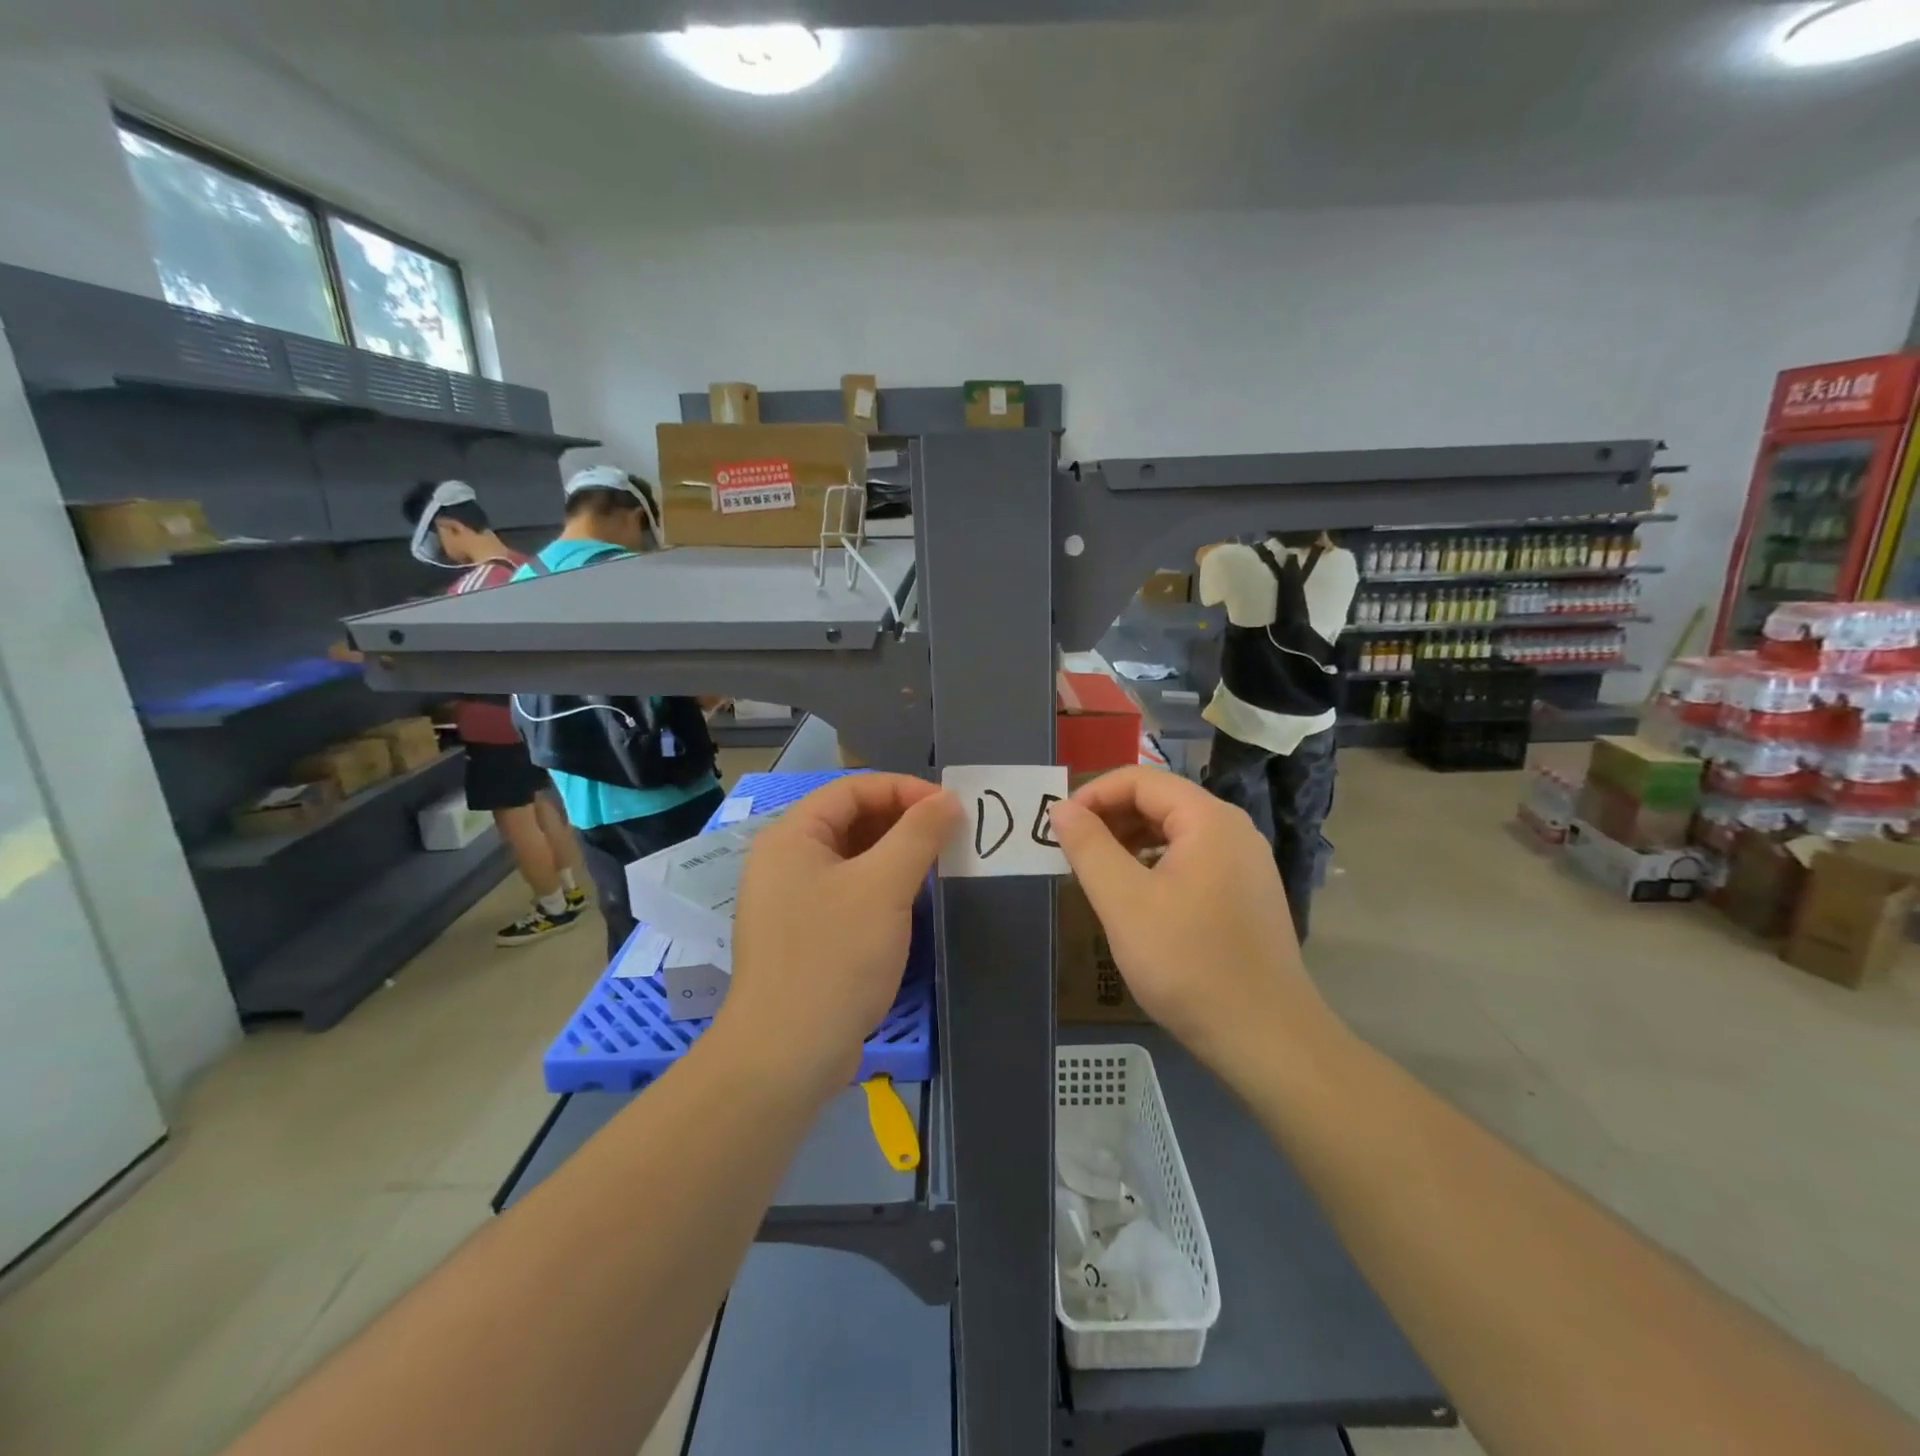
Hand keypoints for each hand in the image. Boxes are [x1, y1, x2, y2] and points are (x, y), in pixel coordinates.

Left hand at [721, 774, 959, 1097]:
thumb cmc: (834, 957)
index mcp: (791, 836)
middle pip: (850, 821)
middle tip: (949, 836)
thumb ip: (918, 834)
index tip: (949, 807)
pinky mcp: (803, 935)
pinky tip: (911, 903)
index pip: (852, 789)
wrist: (786, 1055)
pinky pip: (847, 893)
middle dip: (902, 822)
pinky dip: (881, 888)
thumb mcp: (884, 887)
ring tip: (938, 866)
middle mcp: (784, 861)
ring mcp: (790, 901)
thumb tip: (947, 799)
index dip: (903, 789)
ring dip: (895, 856)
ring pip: (851, 859)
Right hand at [1048, 767, 1334, 1067]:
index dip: (1094, 795)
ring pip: (1175, 832)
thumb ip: (1088, 847)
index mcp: (1209, 819)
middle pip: (1160, 801)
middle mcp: (1233, 830)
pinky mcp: (1246, 894)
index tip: (1060, 828)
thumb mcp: (1124, 902)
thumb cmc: (1188, 962)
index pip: (1140, 780)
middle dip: (1111, 818)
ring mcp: (1245, 863)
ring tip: (1098, 874)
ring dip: (1130, 842)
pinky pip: (1192, 860)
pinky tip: (1137, 898)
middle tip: (1073, 852)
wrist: (1266, 1037)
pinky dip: (1155, 865)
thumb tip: (1062, 808)